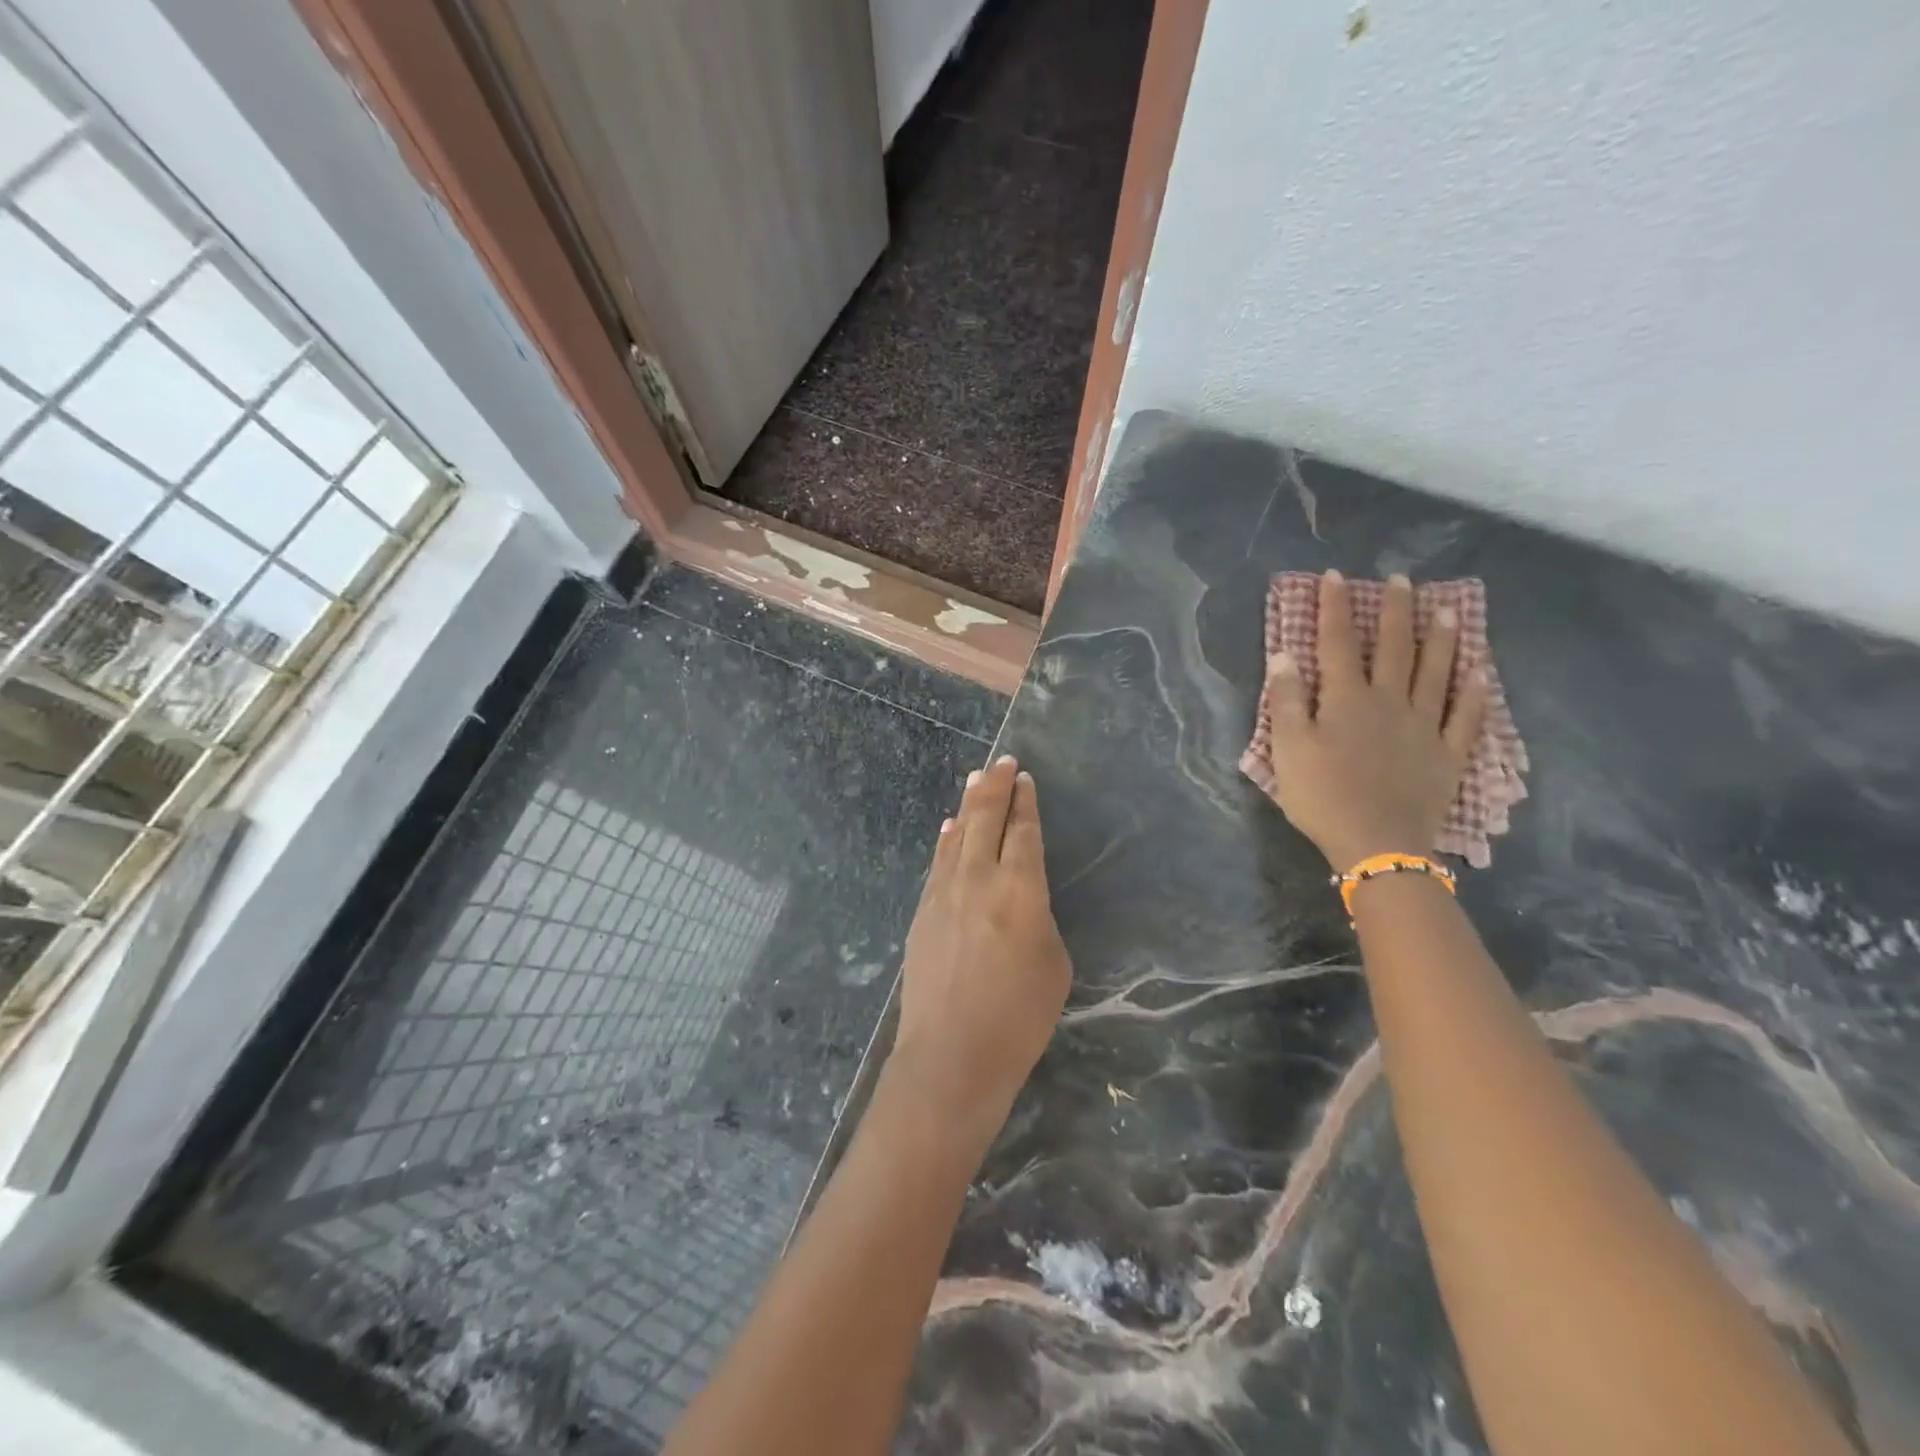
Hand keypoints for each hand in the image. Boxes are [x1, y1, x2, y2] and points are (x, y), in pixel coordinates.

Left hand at [886, 756, 1071, 1143]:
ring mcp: (944, 893)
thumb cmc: (1018, 1017)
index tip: (1024, 778)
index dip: (1025, 803)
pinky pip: (938, 863)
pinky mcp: (923, 911)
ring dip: (968, 805)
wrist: (951, 1054)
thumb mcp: (1053, 965)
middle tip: (1002, 762)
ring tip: (975, 780)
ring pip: (957, 835)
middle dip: (996, 788)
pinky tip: (948, 828)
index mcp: (1020, 889)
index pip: (1023, 832)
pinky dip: (946, 840)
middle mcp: (979, 879)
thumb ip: (1038, 920)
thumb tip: (1020, 901)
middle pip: (985, 821)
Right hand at [1260, 570, 1488, 870]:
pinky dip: (1476, 692)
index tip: (1336, 576)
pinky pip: (1467, 717)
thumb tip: (1285, 655)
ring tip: (1449, 609)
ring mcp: (1425, 726)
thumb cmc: (1322, 796)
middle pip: (1394, 648)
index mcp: (1347, 699)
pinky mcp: (1448, 754)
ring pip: (1437, 672)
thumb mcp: (1287, 748)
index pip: (1338, 643)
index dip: (1336, 608)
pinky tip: (1482, 672)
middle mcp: (1390, 702)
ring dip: (1442, 639)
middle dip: (1396, 611)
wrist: (1376, 844)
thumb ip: (1286, 700)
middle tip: (1403, 580)